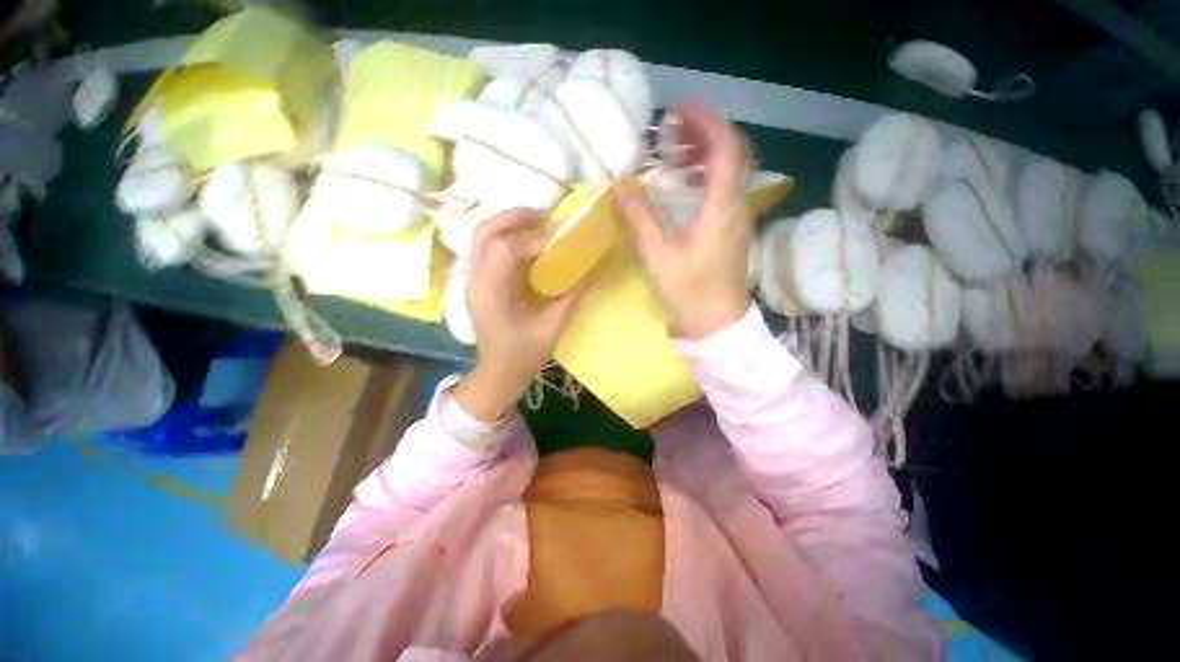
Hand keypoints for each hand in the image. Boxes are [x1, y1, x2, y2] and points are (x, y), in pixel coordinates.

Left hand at [452, 209, 586, 421]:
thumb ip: (573, 295)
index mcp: (490, 293)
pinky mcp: (478, 281)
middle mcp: (475, 279)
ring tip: (540, 224)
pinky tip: (529, 243)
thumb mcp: (552, 327)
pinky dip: (507, 237)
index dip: (534, 238)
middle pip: (486, 231)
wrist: (498, 373)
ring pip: (483, 235)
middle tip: (547, 217)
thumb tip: (595, 267)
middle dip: (516, 217)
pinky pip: (488, 247)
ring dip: (510, 223)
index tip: (561, 237)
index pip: (505, 249)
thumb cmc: (523, 355)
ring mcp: (472, 279)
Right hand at [617, 102, 752, 339]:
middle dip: (705, 131)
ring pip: (733, 169)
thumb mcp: (659, 256)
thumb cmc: (689, 292)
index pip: (725, 148)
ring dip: (707, 151)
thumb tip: (621, 187)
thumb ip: (641, 219)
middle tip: (672, 129)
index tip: (677, 111)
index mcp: (721, 209)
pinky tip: (685, 182)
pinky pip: (727, 187)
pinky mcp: (734, 228)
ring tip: (675, 151)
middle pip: (734, 152)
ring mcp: (739, 217)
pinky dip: (708, 173)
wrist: (717, 323)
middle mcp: (737, 206)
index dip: (705, 121)